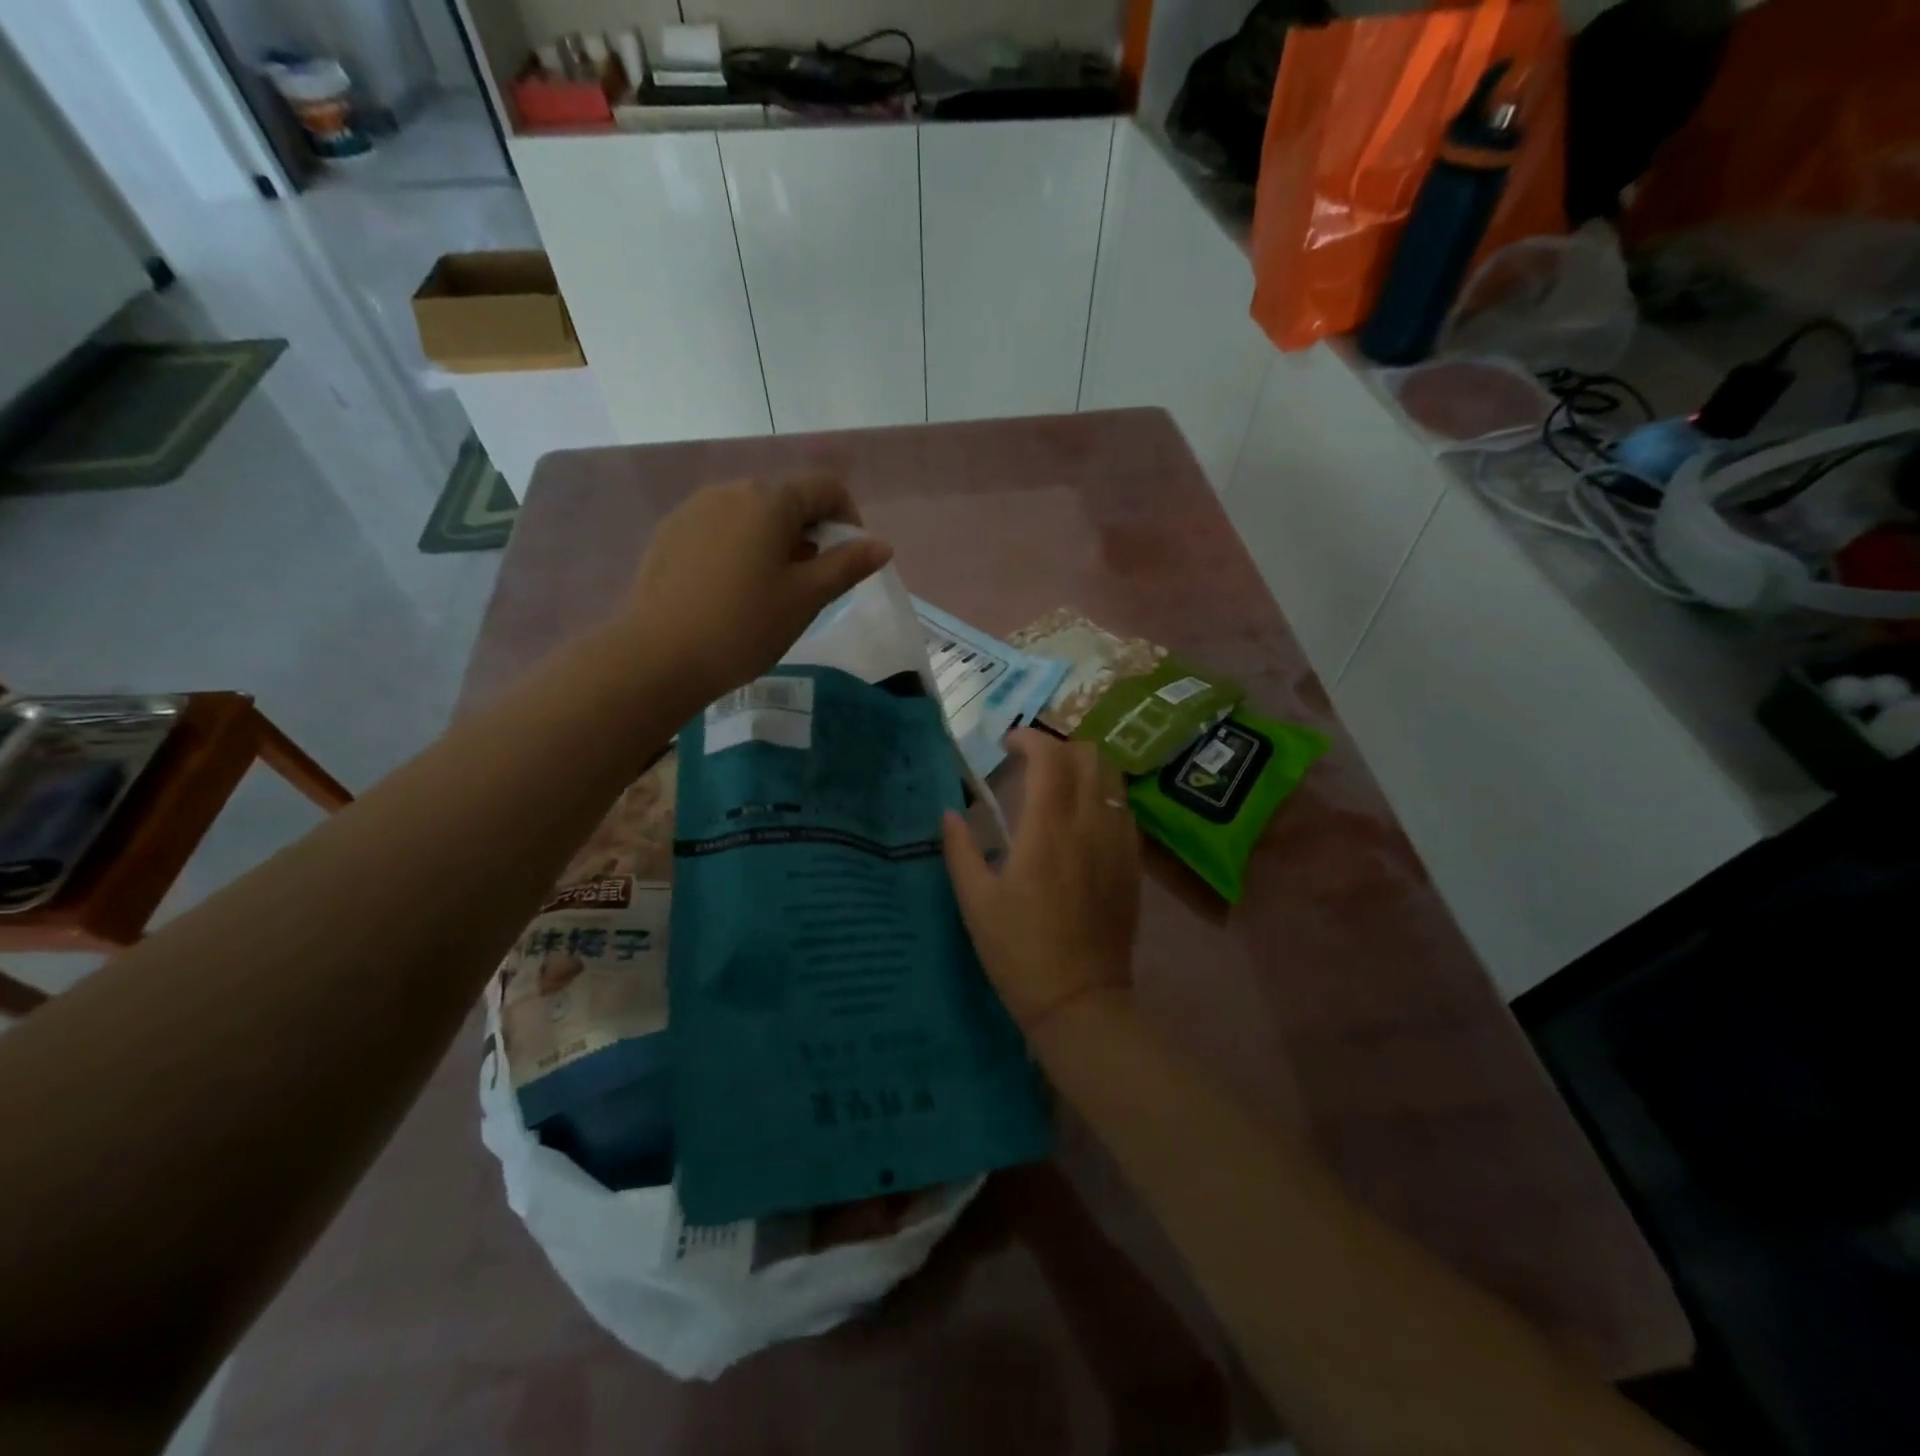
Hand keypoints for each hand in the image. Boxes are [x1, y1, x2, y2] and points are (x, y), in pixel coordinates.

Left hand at [627, 476, 891, 702]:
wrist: (658, 657)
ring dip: (775, 539)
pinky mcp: (669, 533)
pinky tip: (732, 589)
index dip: (849, 518)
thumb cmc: (745, 626)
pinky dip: (739, 547)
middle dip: (810, 531)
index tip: (849, 560)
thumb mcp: (807, 598)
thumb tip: (880, 545)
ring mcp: (693, 509)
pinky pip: (719, 528)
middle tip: (812, 581)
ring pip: (751, 513)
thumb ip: (847, 565)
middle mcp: (730, 490)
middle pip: (786, 498)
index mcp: (769, 500)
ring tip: (771, 588)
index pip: (826, 487)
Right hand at [942, 730, 1140, 1040]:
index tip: (1008, 745)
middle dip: (1059, 748)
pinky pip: (1124, 811)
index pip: (1050, 757)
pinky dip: (1104, 798)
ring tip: (1059, 788)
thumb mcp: (976, 902)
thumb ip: (960, 849)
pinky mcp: (1134, 864)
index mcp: (1048, 829)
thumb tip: (950, 813)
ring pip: (1113, 779)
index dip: (1030, 738)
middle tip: (1032, 765)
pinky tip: (1083, 822)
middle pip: (1089, 756)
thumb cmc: (1019, 952)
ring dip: (1085, 769)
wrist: (1080, 1001)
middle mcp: (1090, 825)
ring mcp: (1119, 843)